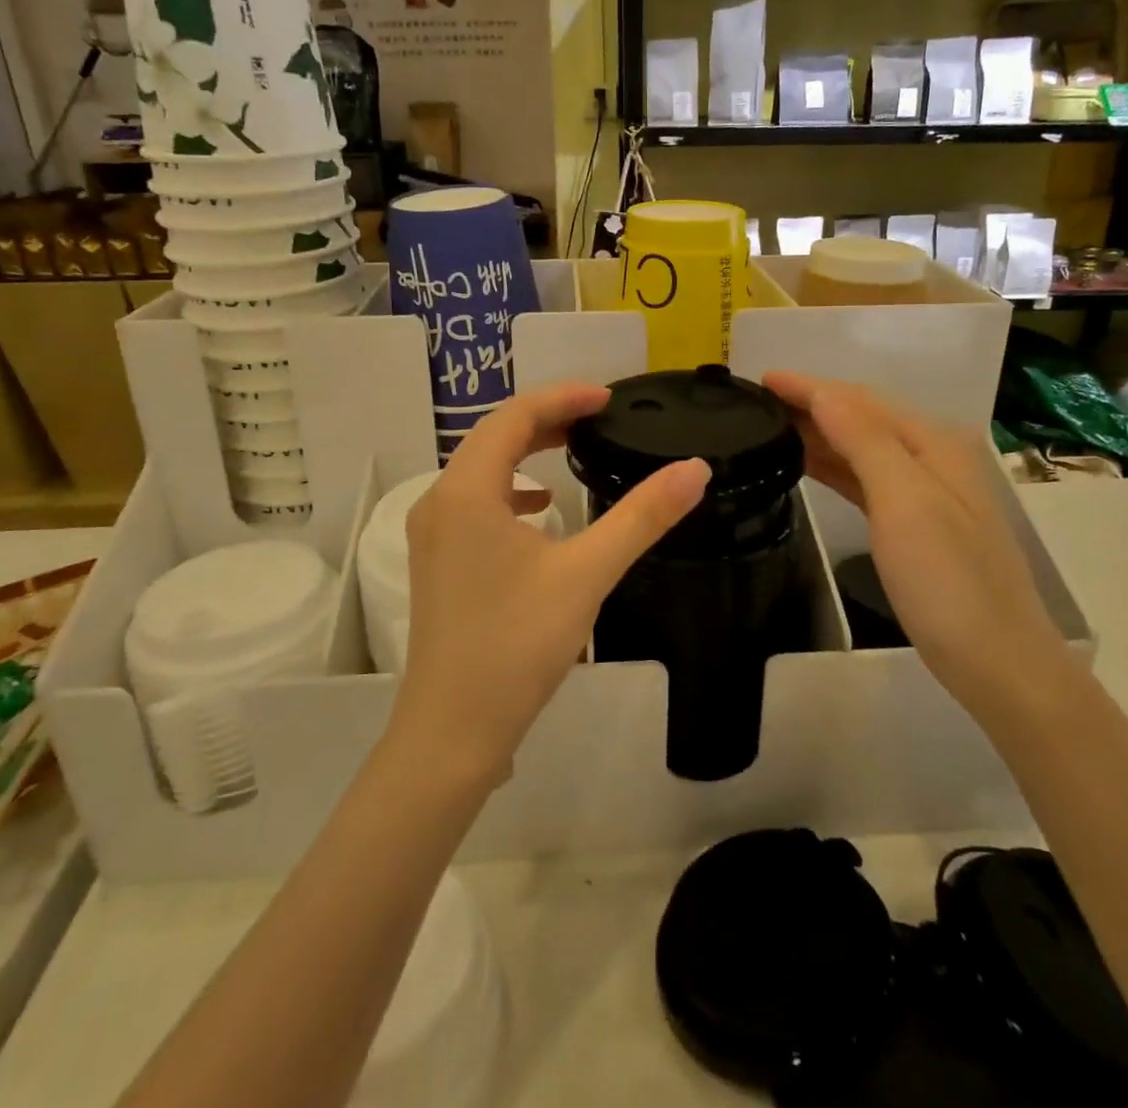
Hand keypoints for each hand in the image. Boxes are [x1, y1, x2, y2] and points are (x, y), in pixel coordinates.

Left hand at [392, 383, 709, 785]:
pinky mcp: (438, 562)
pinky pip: (476, 502)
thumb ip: (642, 517)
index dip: (563, 397)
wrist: (453, 730)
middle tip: (599, 417)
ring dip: (527, 451)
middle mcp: (439, 501)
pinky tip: (542, 510)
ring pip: (482, 469)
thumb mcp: (586, 573)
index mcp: (466, 491)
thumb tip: (695, 468)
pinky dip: (511, 490)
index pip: (514, 416)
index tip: (609, 398)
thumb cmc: (517, 644)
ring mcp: (433, 534)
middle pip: (494, 437)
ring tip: (575, 450)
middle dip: (547, 419)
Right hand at [763, 371, 1070, 709]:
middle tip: (755, 402)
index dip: (808, 386)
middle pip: (861, 416)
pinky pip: (864, 477)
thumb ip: (865, 441)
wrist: (997, 662)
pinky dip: (833, 465)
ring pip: (860, 446)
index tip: (760, 378)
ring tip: (770, 427)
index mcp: (932, 443)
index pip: (858, 400)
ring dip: (818, 432)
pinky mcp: (914, 522)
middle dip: (811, 402)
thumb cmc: (947, 581)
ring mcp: (925, 491)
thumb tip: (824, 392)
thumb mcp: (904, 503)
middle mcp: (931, 456)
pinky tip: (807, 465)